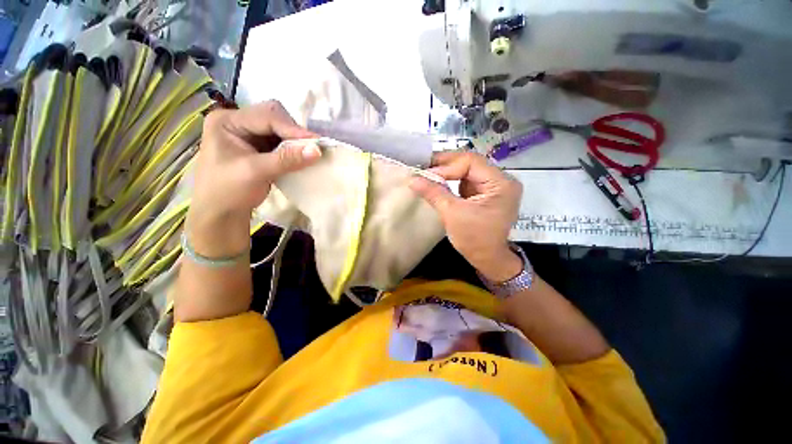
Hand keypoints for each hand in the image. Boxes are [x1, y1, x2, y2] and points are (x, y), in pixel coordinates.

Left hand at [188, 100, 319, 255]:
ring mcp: (250, 135)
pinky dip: (294, 149)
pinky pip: (283, 143)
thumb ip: (287, 159)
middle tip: (312, 148)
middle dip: (294, 132)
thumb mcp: (256, 172)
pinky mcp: (260, 148)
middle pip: (274, 118)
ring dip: (296, 141)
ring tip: (310, 153)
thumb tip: (318, 150)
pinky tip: (302, 157)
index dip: (292, 129)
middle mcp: (238, 122)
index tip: (316, 142)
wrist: (221, 213)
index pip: (266, 116)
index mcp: (227, 121)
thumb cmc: (228, 191)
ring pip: (281, 130)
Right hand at [410, 152, 522, 282]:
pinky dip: (451, 179)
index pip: (471, 162)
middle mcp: (501, 180)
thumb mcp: (452, 214)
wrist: (487, 259)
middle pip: (470, 163)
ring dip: (447, 170)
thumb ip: (433, 192)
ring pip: (467, 170)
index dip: (446, 166)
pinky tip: (437, 180)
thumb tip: (412, 178)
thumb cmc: (474, 239)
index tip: (424, 173)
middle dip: (445, 165)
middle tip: (423, 165)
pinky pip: (466, 180)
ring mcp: (493, 186)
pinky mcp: (485, 192)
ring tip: (427, 171)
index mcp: (500, 183)